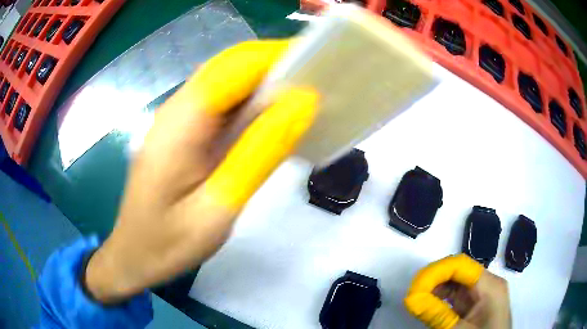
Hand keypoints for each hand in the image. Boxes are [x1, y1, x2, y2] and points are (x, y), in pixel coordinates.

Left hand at [84, 40, 318, 302]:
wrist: (133, 255)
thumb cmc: (168, 244)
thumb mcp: (218, 209)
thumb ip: (259, 153)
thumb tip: (302, 103)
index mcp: (181, 123)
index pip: (236, 67)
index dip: (278, 57)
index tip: (320, 64)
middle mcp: (177, 110)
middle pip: (231, 67)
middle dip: (276, 65)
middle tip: (320, 83)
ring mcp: (177, 120)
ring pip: (227, 83)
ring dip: (265, 83)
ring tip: (306, 97)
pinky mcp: (182, 132)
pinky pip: (221, 105)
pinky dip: (251, 104)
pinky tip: (273, 119)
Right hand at [405, 254, 511, 328]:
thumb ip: (437, 315)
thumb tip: (411, 299)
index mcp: (490, 285)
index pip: (461, 265)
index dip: (436, 271)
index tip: (415, 287)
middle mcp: (487, 283)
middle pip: (458, 271)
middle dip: (434, 279)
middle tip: (414, 294)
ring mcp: (482, 293)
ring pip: (456, 282)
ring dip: (436, 289)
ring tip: (419, 301)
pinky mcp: (476, 303)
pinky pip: (457, 295)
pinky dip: (442, 299)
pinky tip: (430, 306)